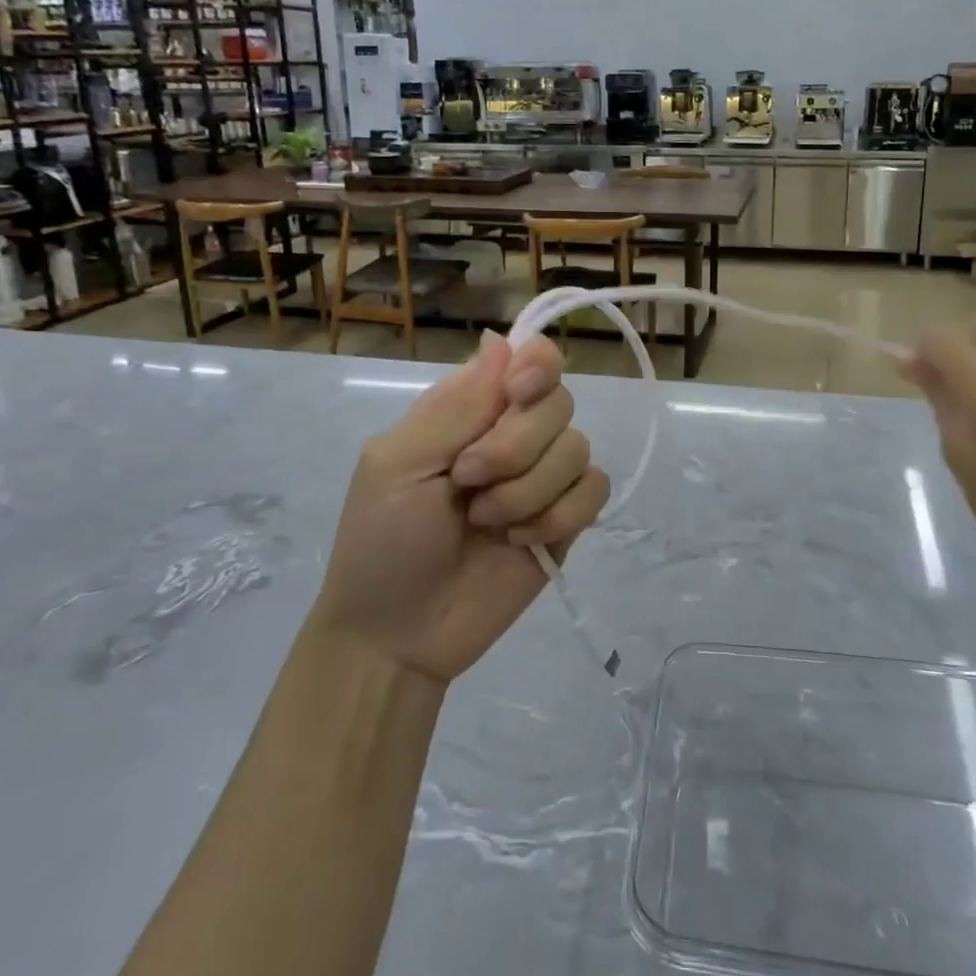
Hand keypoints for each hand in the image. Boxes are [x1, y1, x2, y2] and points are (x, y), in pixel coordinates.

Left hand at [309, 333, 609, 683]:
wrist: (398, 635)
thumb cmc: (381, 540)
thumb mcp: (399, 463)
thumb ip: (455, 405)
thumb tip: (501, 340)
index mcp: (471, 408)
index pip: (530, 358)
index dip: (537, 366)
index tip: (518, 392)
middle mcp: (514, 433)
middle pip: (558, 402)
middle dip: (515, 446)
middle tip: (467, 479)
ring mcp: (543, 478)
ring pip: (578, 449)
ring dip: (528, 490)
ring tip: (484, 522)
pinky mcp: (565, 521)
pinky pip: (594, 491)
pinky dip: (560, 515)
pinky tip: (521, 541)